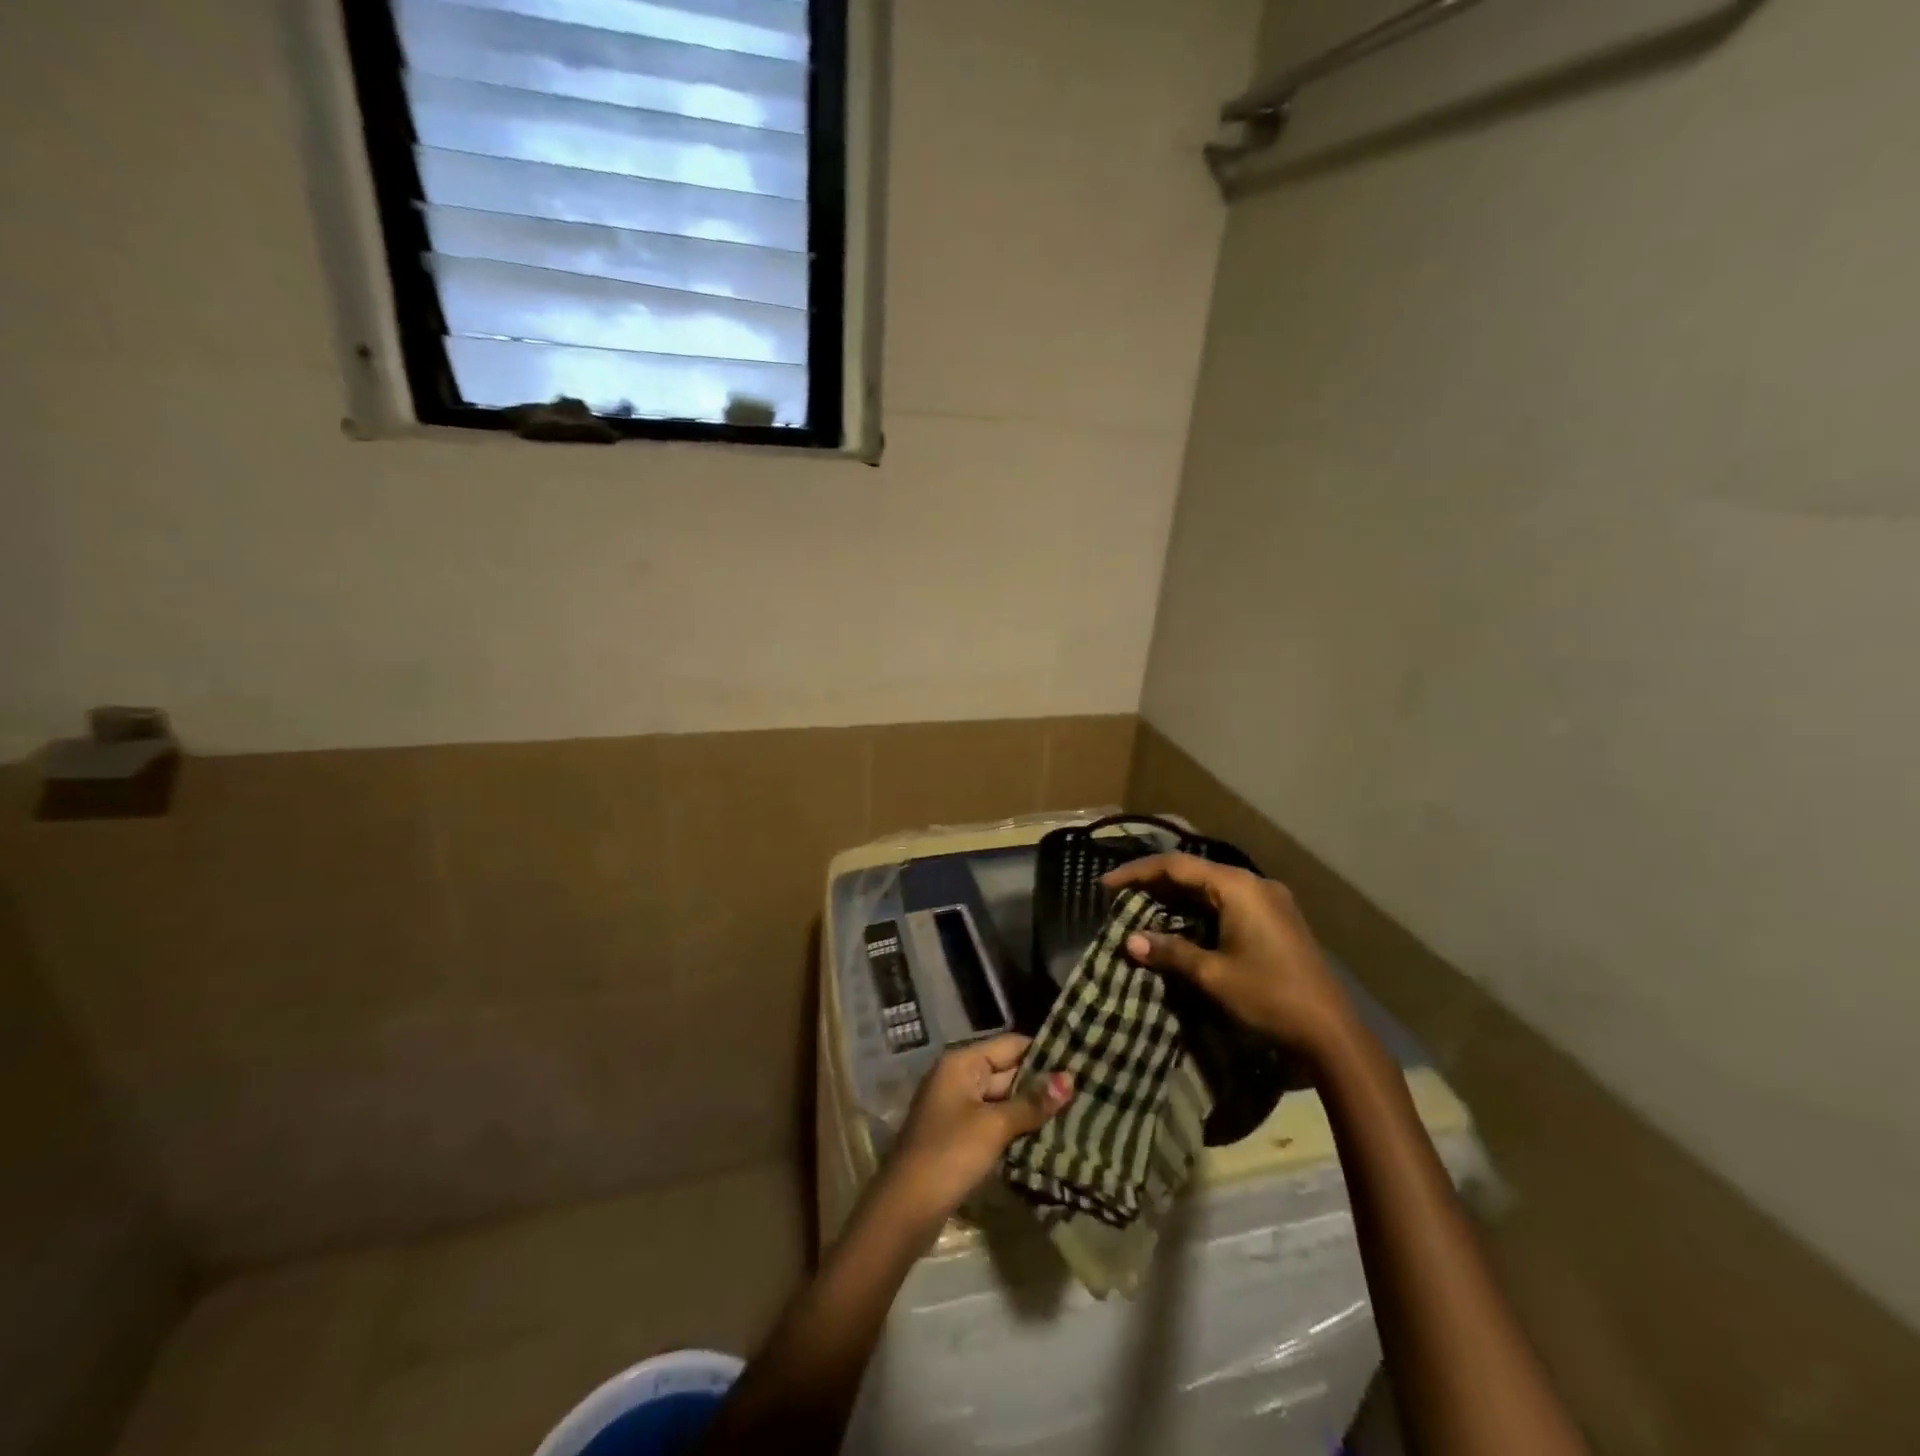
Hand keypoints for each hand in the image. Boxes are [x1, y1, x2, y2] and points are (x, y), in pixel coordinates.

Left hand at [882, 1034, 1073, 1223]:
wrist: (906, 1208)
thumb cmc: (950, 1154)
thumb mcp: (994, 1126)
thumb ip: (1032, 1103)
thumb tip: (1069, 1079)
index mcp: (961, 1062)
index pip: (1010, 1045)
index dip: (1043, 1052)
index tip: (1079, 1060)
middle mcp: (958, 1077)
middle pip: (1007, 1071)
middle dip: (1041, 1083)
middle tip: (1086, 1090)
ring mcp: (957, 1107)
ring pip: (1003, 1099)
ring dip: (1032, 1108)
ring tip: (1076, 1112)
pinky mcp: (959, 1136)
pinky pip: (994, 1121)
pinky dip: (1017, 1127)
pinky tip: (1048, 1137)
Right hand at [1103, 853, 1352, 1056]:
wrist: (1331, 1032)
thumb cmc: (1268, 996)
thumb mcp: (1212, 974)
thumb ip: (1170, 952)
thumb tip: (1131, 941)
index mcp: (1237, 887)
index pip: (1175, 866)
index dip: (1136, 873)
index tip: (1105, 886)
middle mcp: (1254, 884)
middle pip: (1194, 872)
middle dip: (1155, 883)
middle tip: (1121, 897)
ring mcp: (1269, 900)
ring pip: (1211, 887)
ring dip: (1177, 896)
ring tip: (1144, 909)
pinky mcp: (1276, 919)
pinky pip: (1227, 902)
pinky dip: (1199, 909)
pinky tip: (1181, 924)